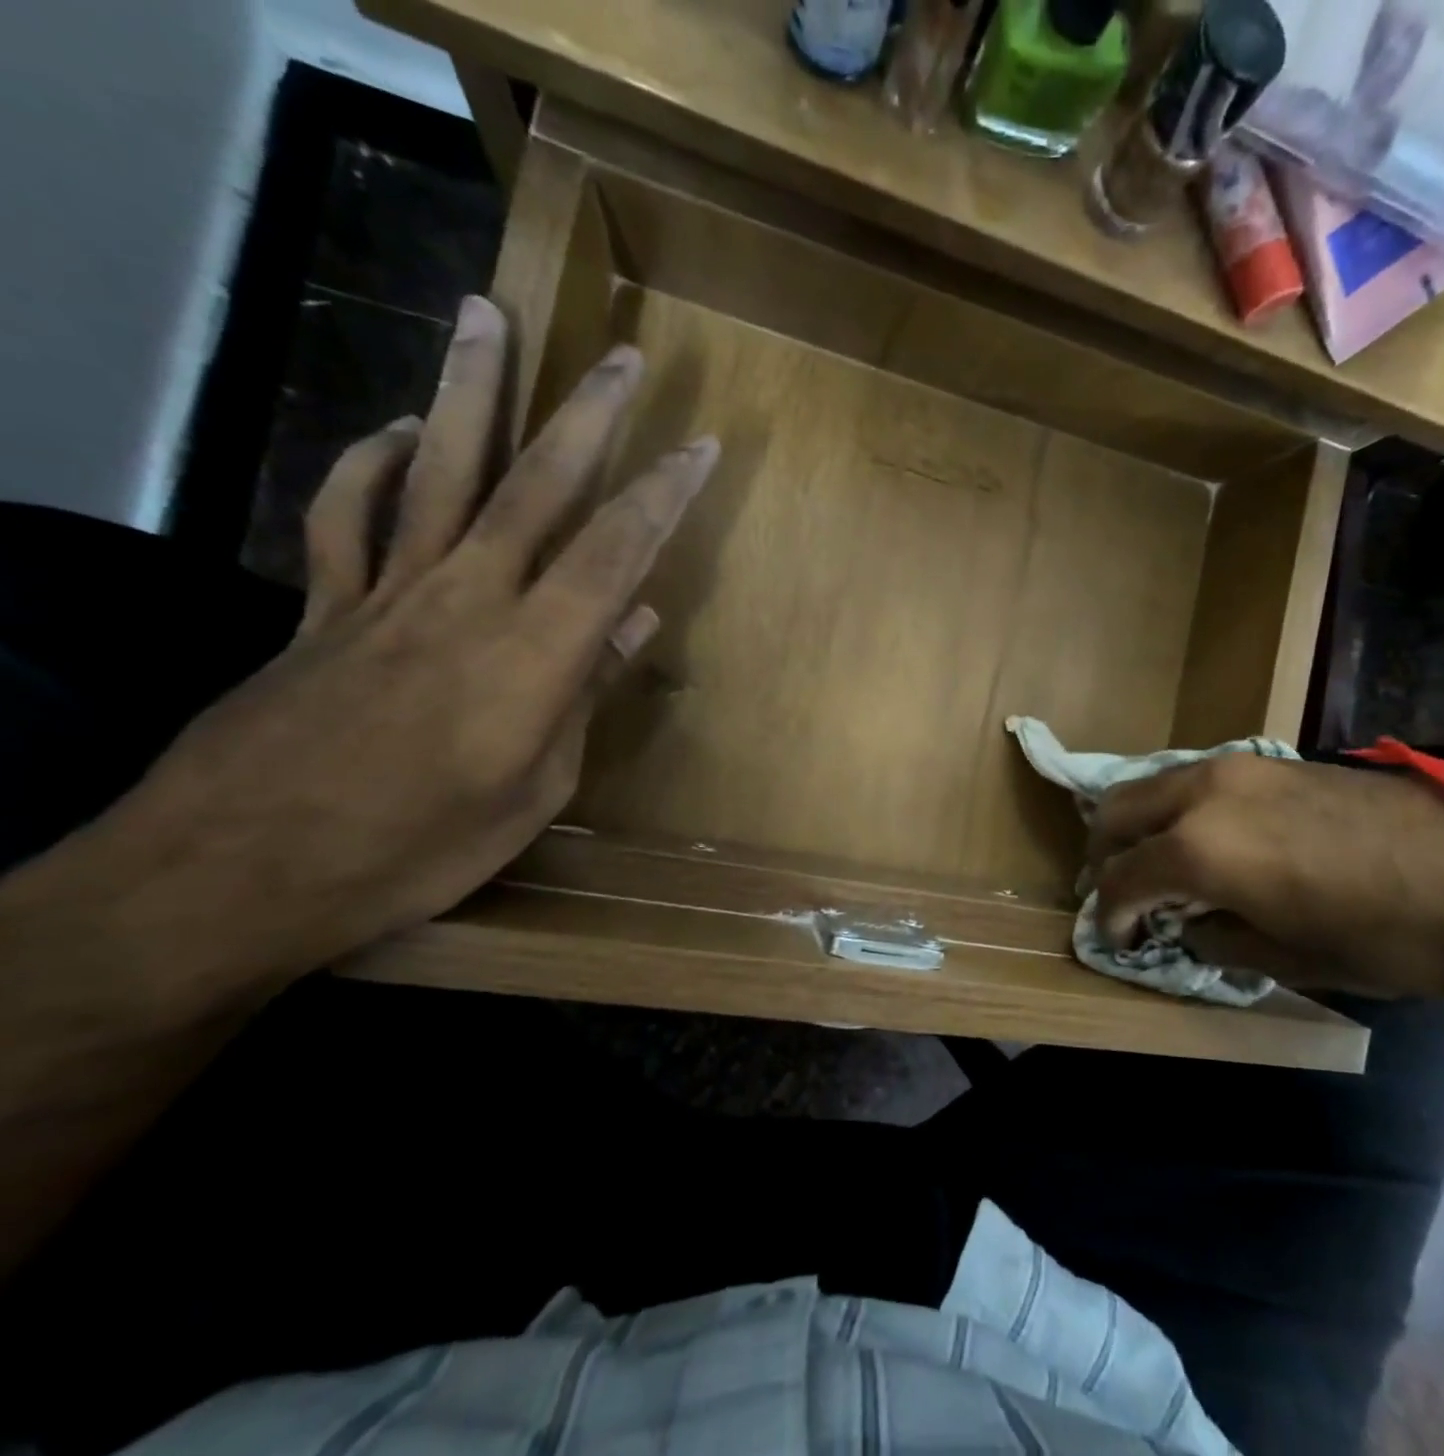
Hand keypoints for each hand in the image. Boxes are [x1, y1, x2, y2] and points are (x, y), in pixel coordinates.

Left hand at [70, 295, 715, 992]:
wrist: (239, 872)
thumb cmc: (418, 848)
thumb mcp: (536, 789)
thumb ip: (585, 693)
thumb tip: (636, 620)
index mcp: (534, 653)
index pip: (616, 551)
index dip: (664, 494)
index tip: (700, 446)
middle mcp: (467, 599)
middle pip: (536, 487)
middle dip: (587, 416)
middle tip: (620, 355)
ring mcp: (387, 592)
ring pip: (437, 470)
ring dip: (468, 390)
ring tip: (486, 317)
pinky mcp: (324, 605)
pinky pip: (345, 513)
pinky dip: (369, 461)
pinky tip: (397, 430)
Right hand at [1087, 754, 1443, 999]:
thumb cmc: (1384, 936)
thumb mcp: (1289, 957)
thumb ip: (1216, 938)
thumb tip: (1185, 926)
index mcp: (1200, 850)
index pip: (1122, 878)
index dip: (1110, 915)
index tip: (1116, 939)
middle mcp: (1201, 794)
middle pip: (1118, 811)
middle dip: (1107, 855)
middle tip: (1122, 894)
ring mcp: (1234, 766)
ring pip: (1153, 785)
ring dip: (1141, 825)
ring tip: (1159, 865)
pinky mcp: (1267, 758)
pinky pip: (1194, 779)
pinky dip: (1179, 809)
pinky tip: (1207, 839)